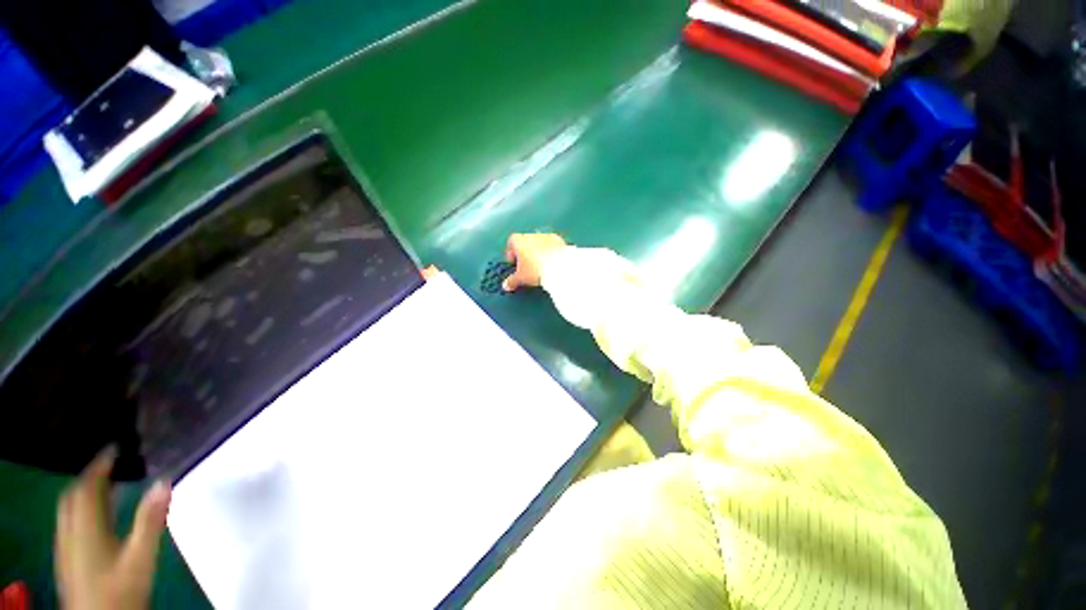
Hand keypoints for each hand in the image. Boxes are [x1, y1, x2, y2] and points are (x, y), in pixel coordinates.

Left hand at [55, 447, 171, 609]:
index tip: (115, 448)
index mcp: (85, 527)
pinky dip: (82, 510)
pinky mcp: (68, 558)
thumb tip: (164, 481)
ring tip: (108, 485)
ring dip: (85, 493)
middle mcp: (70, 532)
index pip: (87, 486)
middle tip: (112, 465)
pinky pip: (70, 523)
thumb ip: (150, 520)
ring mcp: (66, 547)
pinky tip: (97, 518)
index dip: (99, 464)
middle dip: (90, 477)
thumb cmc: (121, 589)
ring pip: (69, 510)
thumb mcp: (140, 557)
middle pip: (73, 496)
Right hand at [502, 233, 566, 291]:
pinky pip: (551, 246)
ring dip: (537, 252)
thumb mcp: (521, 278)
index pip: (511, 243)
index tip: (513, 263)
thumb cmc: (536, 269)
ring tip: (539, 265)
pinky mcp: (559, 241)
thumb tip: (507, 285)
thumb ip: (512, 281)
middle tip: (526, 266)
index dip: (511, 253)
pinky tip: (550, 263)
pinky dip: (550, 252)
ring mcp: (545, 237)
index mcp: (518, 241)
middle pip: (525, 242)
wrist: (558, 267)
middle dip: (524, 253)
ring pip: (538, 243)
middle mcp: (531, 235)